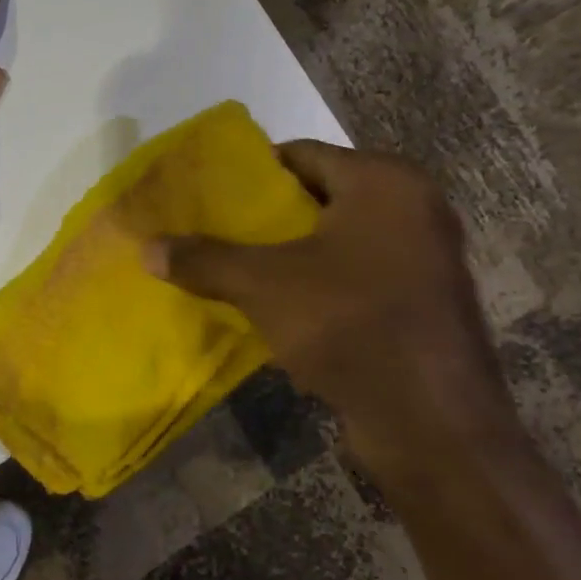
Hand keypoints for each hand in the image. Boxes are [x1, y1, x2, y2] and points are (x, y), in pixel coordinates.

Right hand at [148, 142, 521, 485]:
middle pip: (317, 197)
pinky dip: (316, 283)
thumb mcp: (263, 285)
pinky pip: (355, 275)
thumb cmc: (350, 325)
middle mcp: (412, 208)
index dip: (248, 173)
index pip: (299, 154)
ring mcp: (423, 257)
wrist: (434, 425)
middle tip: (211, 230)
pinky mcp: (422, 302)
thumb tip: (146, 249)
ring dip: (287, 253)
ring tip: (232, 267)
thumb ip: (204, 260)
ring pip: (335, 240)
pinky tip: (274, 306)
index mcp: (383, 182)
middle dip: (263, 217)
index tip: (206, 194)